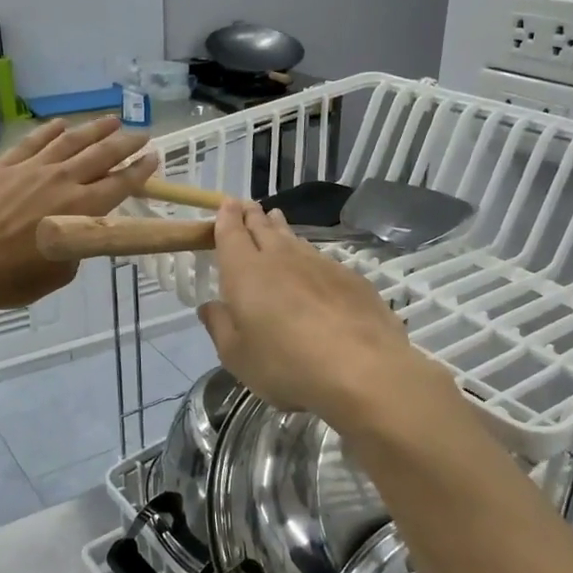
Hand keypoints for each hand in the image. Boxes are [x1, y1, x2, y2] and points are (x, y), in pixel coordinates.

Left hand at [0, 117, 158, 311]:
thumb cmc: (11, 278)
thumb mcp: (59, 273)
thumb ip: (76, 246)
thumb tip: (76, 231)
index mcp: (81, 211)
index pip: (120, 184)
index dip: (140, 170)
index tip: (153, 157)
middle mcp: (62, 182)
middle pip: (101, 155)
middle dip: (125, 143)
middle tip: (141, 133)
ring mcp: (31, 169)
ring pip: (70, 141)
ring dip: (94, 129)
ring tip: (111, 120)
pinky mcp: (3, 166)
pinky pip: (32, 141)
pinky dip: (49, 130)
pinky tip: (60, 124)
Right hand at [198, 201, 438, 419]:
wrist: (362, 369)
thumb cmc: (287, 364)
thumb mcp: (238, 356)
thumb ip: (220, 327)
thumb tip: (209, 306)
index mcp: (246, 272)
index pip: (232, 234)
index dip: (227, 217)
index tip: (227, 203)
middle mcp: (281, 258)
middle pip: (264, 228)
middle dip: (253, 215)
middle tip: (249, 206)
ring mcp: (319, 264)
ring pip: (294, 239)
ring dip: (281, 229)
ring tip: (276, 220)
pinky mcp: (350, 278)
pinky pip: (320, 257)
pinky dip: (308, 254)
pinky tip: (312, 263)